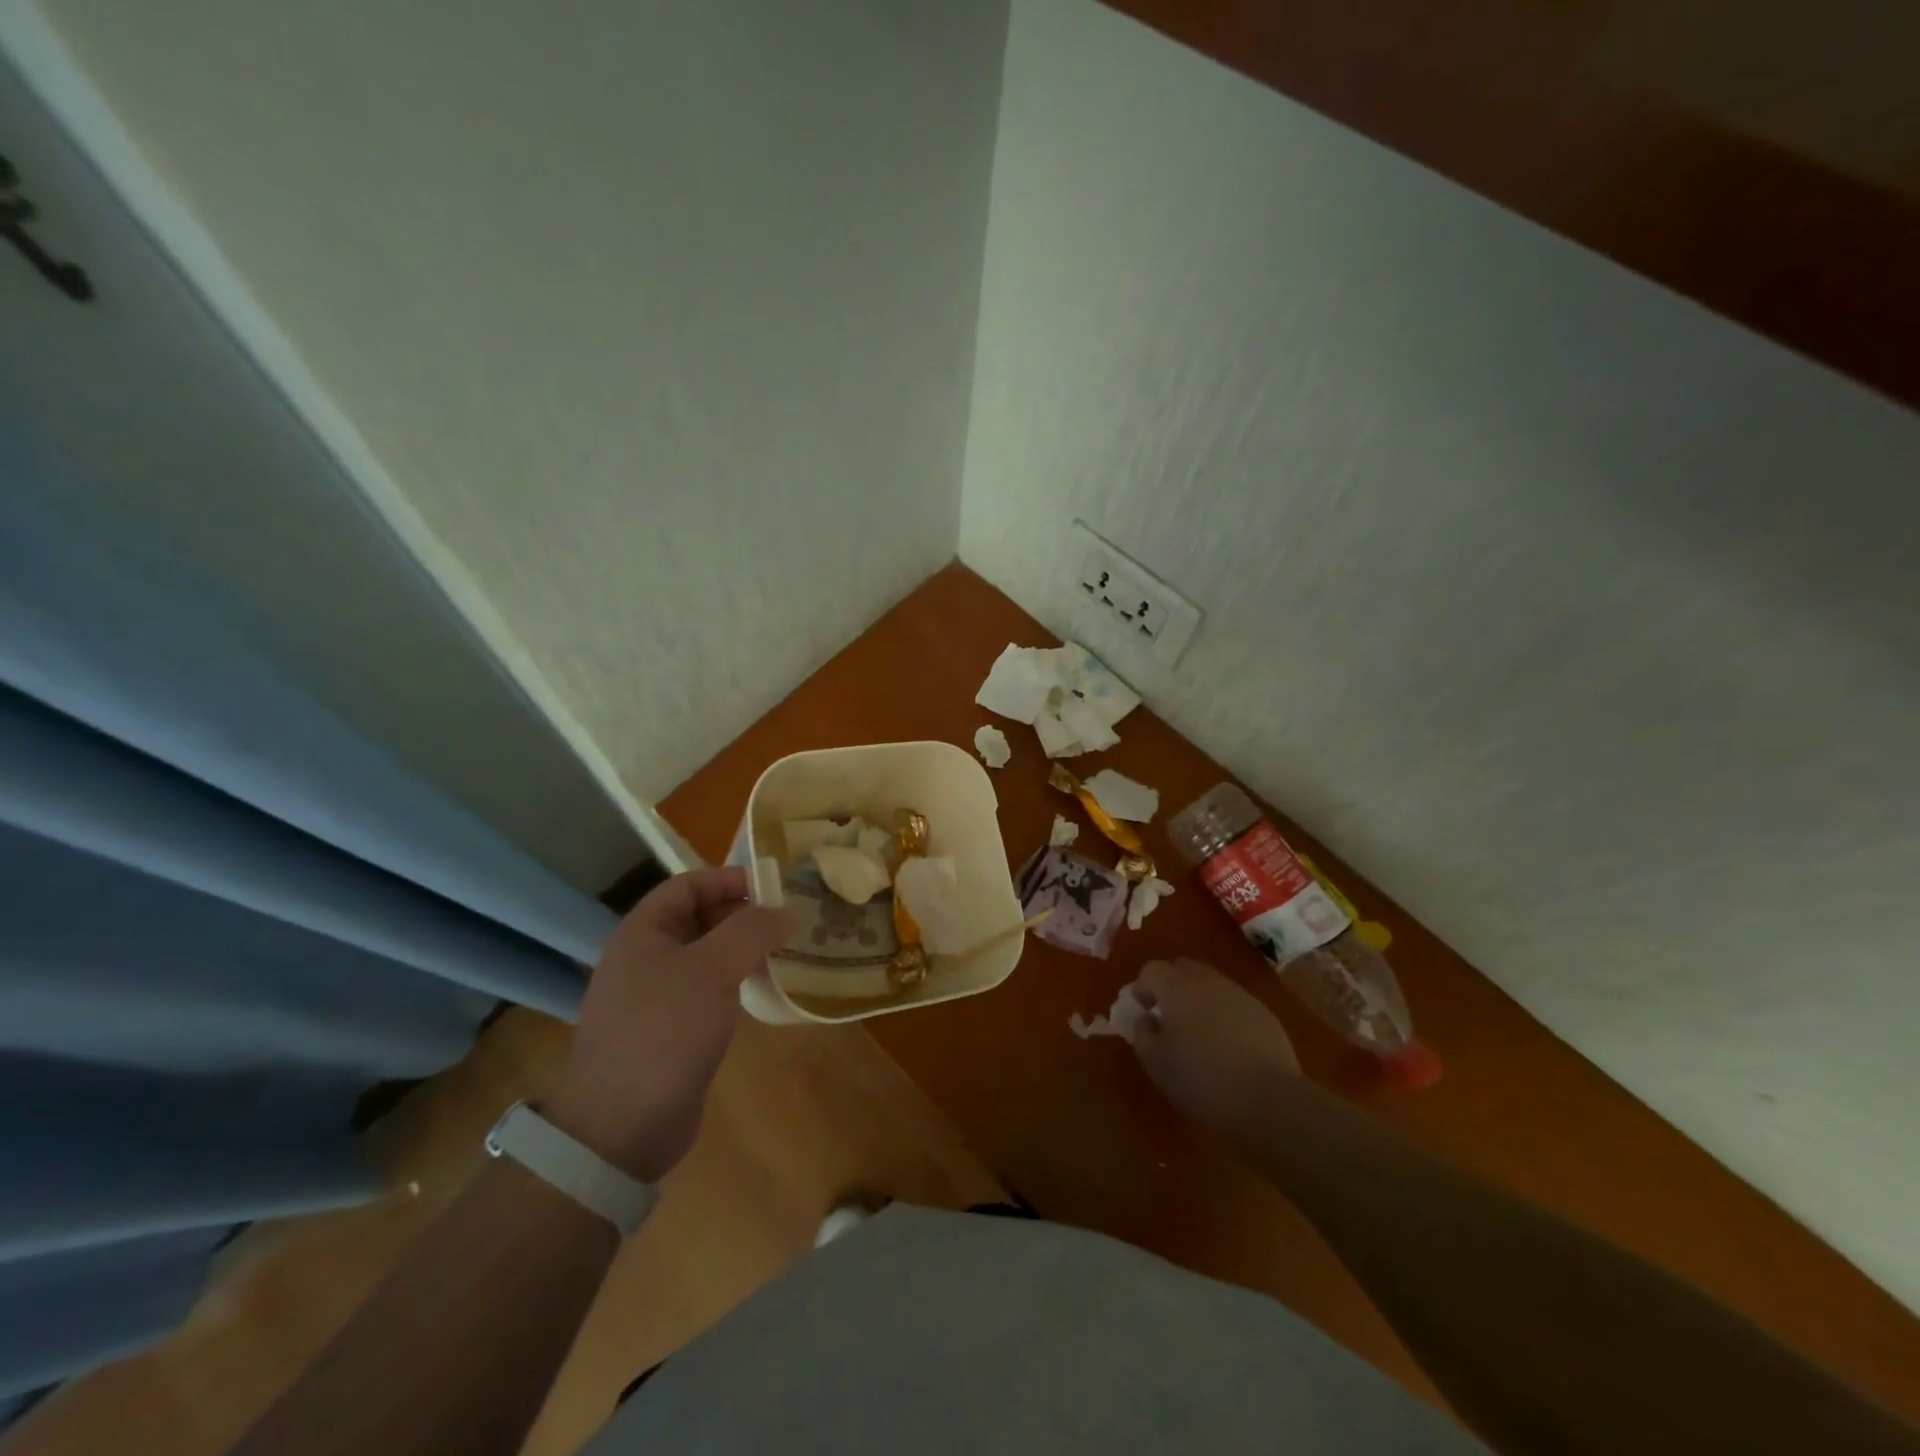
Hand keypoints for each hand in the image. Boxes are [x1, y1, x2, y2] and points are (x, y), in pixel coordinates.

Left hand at [545, 866, 793, 1181]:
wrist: (619, 1128)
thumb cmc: (662, 1032)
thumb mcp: (711, 970)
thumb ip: (750, 932)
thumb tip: (785, 912)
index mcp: (643, 932)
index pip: (687, 885)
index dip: (728, 878)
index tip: (772, 887)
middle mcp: (646, 957)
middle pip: (698, 917)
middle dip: (742, 913)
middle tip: (787, 920)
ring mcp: (656, 996)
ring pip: (706, 955)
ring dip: (743, 948)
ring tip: (784, 951)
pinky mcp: (670, 1030)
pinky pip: (707, 989)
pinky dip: (735, 981)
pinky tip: (762, 990)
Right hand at [1127, 958, 1300, 1139]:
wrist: (1270, 1101)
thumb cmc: (1202, 1081)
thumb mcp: (1156, 1063)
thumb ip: (1142, 1033)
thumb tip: (1146, 1019)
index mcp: (1177, 988)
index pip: (1151, 970)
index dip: (1142, 988)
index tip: (1143, 1011)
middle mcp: (1208, 981)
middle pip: (1182, 968)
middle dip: (1170, 985)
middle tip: (1167, 1015)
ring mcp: (1240, 995)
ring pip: (1210, 983)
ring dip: (1198, 998)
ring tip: (1198, 1031)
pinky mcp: (1264, 1014)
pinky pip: (1234, 1002)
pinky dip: (1223, 1013)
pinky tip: (1227, 1045)